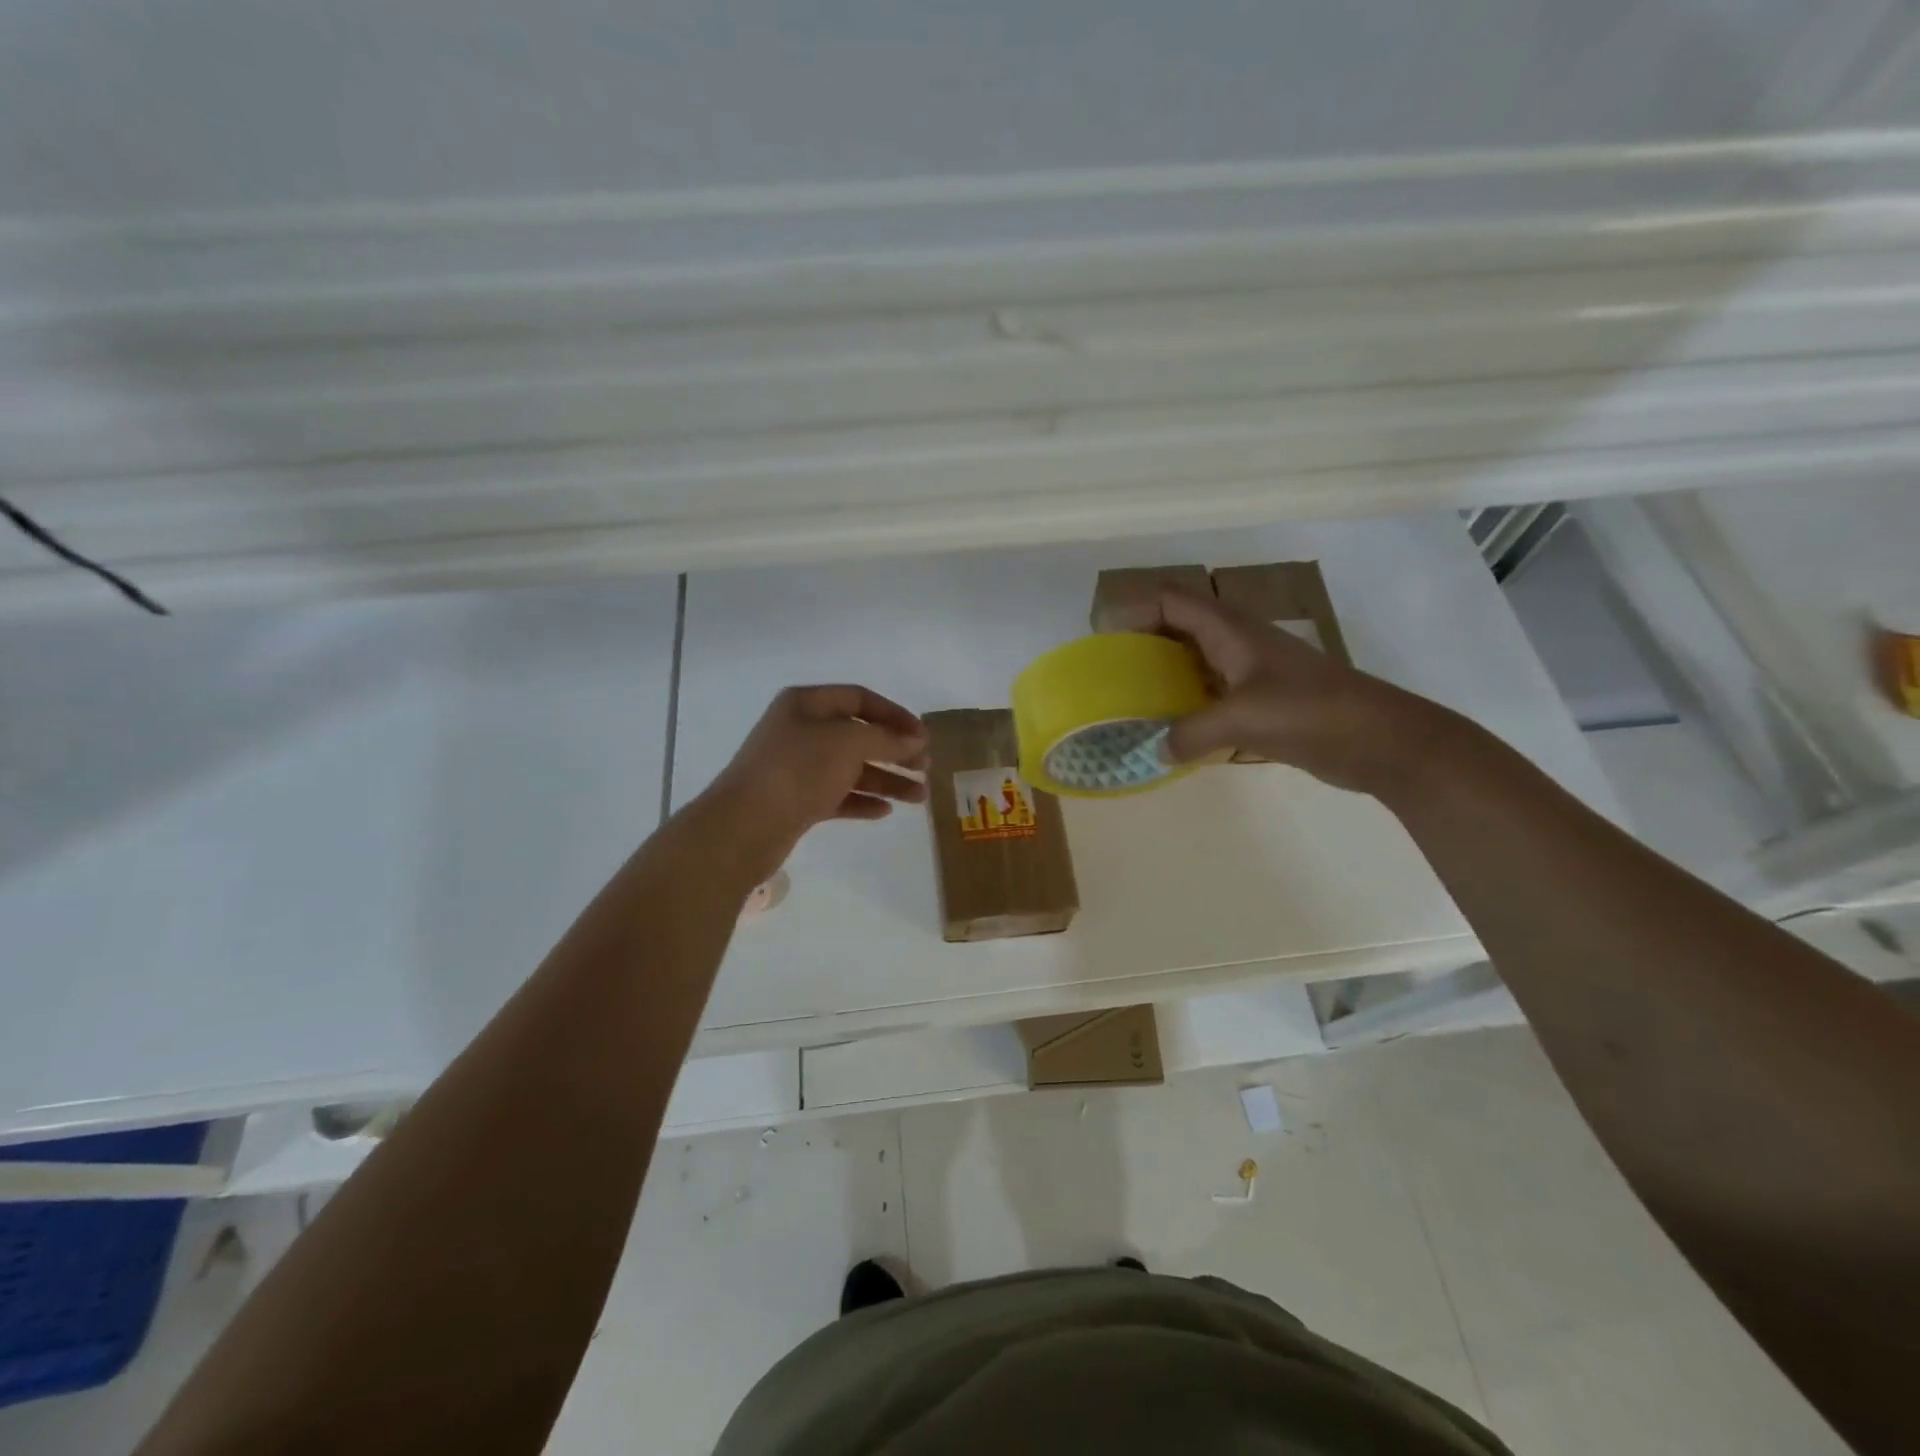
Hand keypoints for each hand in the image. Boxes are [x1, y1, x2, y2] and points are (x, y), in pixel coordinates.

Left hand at [695, 685, 928, 880]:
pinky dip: (862, 801)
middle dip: (895, 751)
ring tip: (919, 797)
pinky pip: (837, 796)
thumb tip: (916, 740)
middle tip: (925, 768)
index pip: (860, 698)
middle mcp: (801, 731)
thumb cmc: (797, 770)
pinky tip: (885, 811)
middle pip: (858, 735)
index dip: (895, 714)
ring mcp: (797, 768)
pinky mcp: (796, 801)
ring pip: (851, 769)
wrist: (745, 825)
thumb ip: (887, 738)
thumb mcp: (848, 743)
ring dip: (886, 780)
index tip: (924, 736)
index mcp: (806, 704)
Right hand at [1114, 585, 1457, 797]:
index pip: (1173, 600)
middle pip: (1179, 627)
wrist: (1381, 739)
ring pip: (1195, 661)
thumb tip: (1154, 751)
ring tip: (1132, 703)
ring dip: (1164, 676)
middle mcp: (1237, 642)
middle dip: (1143, 643)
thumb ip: (1190, 733)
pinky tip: (1171, 731)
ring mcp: (1252, 672)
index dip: (1137, 610)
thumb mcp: (1242, 719)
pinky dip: (1187, 705)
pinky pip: (1211, 694)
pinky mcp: (1263, 701)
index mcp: (1231, 629)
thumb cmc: (1311, 712)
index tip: (1106, 641)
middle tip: (1112, 674)